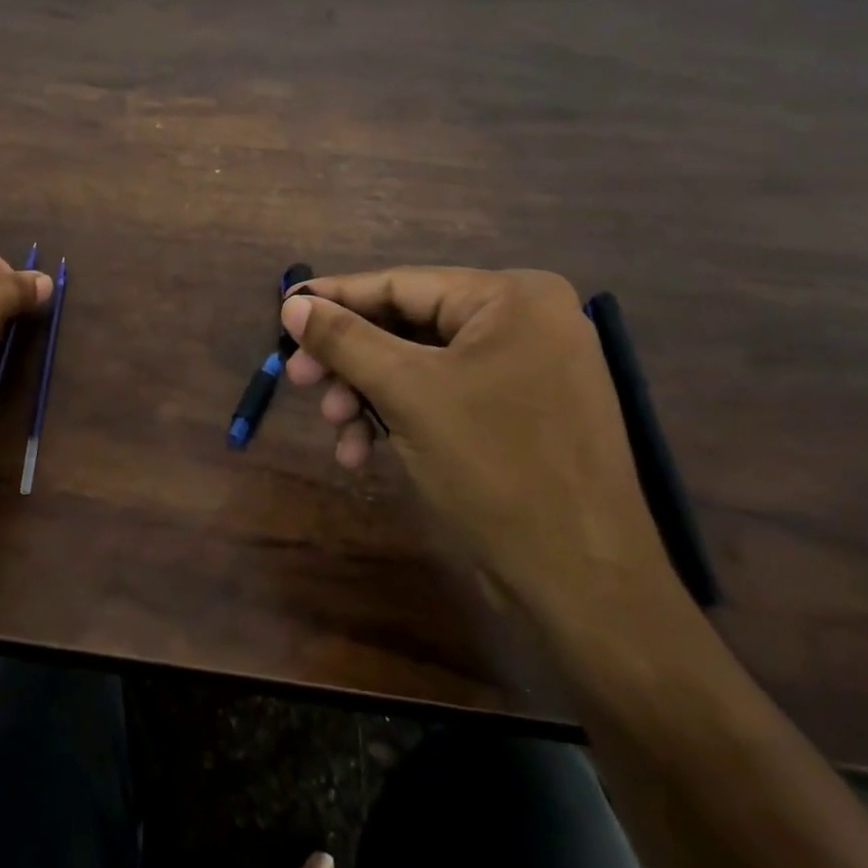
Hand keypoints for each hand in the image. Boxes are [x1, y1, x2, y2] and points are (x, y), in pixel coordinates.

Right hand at [280, 268, 681, 627]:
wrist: (583, 583)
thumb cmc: (495, 468)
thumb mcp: (407, 393)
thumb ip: (345, 341)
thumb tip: (293, 305)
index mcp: (512, 298)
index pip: (401, 285)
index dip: (335, 298)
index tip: (284, 311)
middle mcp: (525, 322)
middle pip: (407, 326)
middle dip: (350, 360)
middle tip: (298, 380)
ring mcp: (527, 369)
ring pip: (419, 366)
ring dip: (368, 395)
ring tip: (335, 428)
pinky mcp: (521, 413)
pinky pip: (444, 396)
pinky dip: (400, 417)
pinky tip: (363, 452)